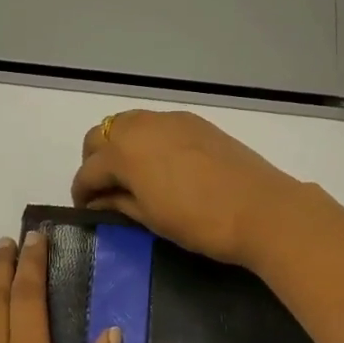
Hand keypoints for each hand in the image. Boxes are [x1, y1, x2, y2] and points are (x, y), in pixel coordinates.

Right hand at [70, 110, 304, 264]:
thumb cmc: (200, 222)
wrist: (261, 209)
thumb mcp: (151, 218)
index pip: (89, 170)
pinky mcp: (195, 122)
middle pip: (102, 135)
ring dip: (120, 146)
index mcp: (124, 152)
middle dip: (95, 161)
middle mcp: (142, 126)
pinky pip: (157, 125)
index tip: (86, 209)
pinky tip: (160, 165)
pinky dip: (147, 140)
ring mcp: (171, 120)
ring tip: (132, 176)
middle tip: (105, 190)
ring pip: (129, 124)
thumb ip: (120, 203)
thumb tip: (100, 199)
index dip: (82, 192)